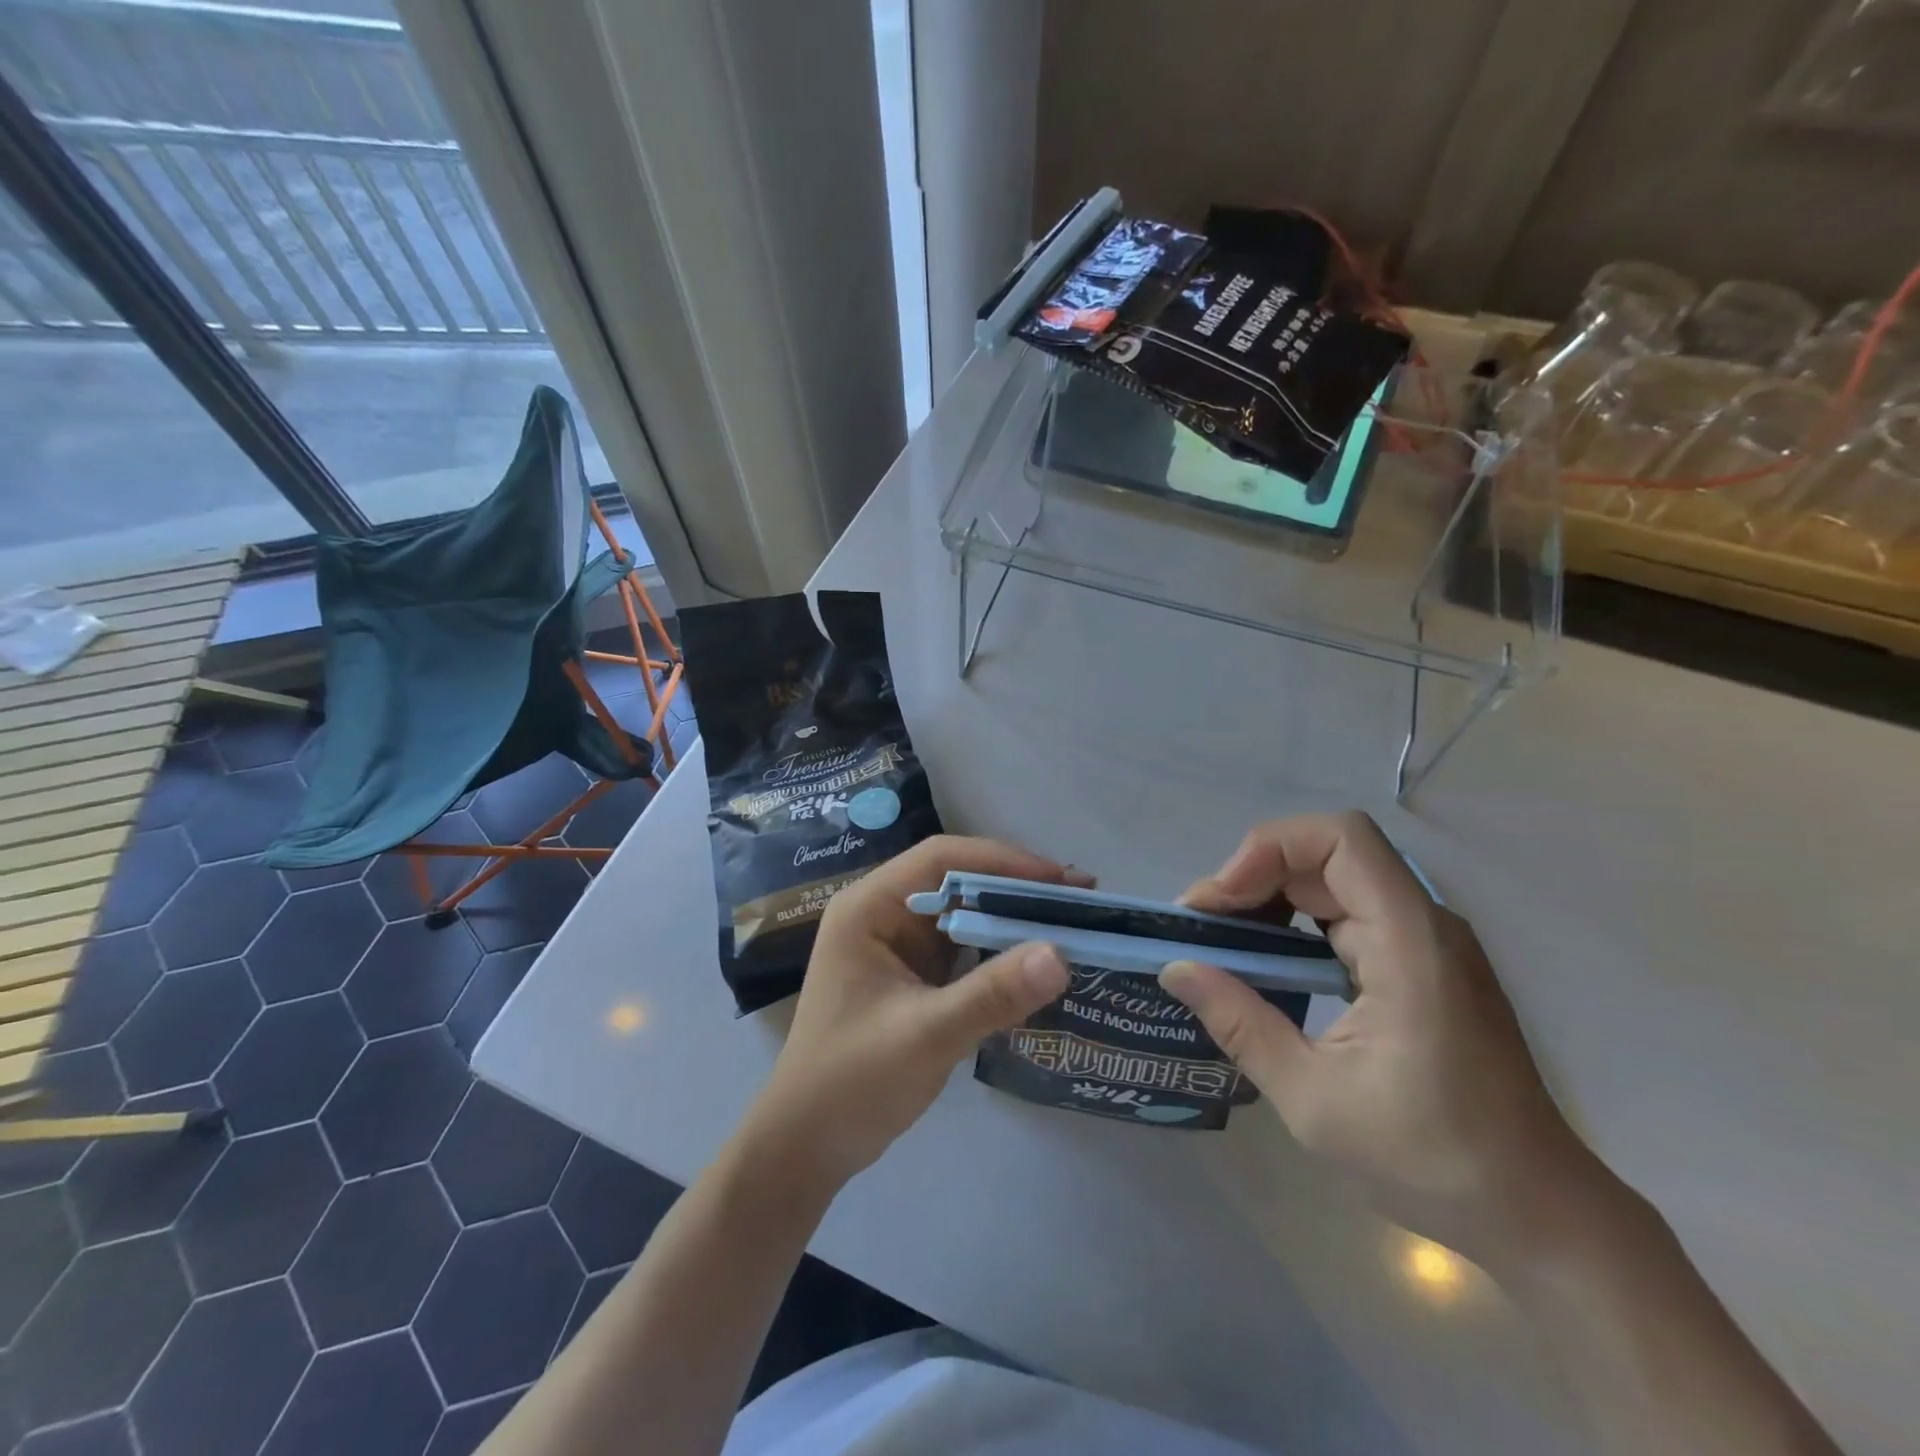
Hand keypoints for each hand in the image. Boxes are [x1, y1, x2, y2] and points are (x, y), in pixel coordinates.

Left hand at [737, 837, 1081, 1198]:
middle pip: (957, 879)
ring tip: (1071, 922)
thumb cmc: (851, 1082)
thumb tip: (1061, 955)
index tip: (1059, 879)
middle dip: (1016, 887)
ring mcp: (898, 943)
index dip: (1003, 861)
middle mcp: (883, 913)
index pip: (942, 858)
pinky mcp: (913, 973)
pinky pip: (963, 946)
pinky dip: (999, 948)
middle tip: (1080, 899)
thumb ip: (991, 995)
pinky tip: (1037, 958)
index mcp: (869, 907)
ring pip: (964, 911)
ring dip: (1012, 916)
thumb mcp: (925, 1035)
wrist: (807, 1145)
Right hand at [1162, 812, 1603, 1263]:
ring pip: (1334, 879)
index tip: (1222, 902)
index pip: (1340, 839)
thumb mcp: (1312, 1097)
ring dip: (1271, 895)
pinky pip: (1348, 912)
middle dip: (1254, 875)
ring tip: (1224, 941)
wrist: (1535, 1213)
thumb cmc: (1429, 1158)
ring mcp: (1424, 942)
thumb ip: (1238, 1022)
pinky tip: (1268, 961)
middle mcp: (1422, 924)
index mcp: (1409, 943)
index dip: (1270, 849)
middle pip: (1328, 853)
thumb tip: (1175, 968)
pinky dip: (1296, 920)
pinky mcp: (1419, 963)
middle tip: (1203, 925)